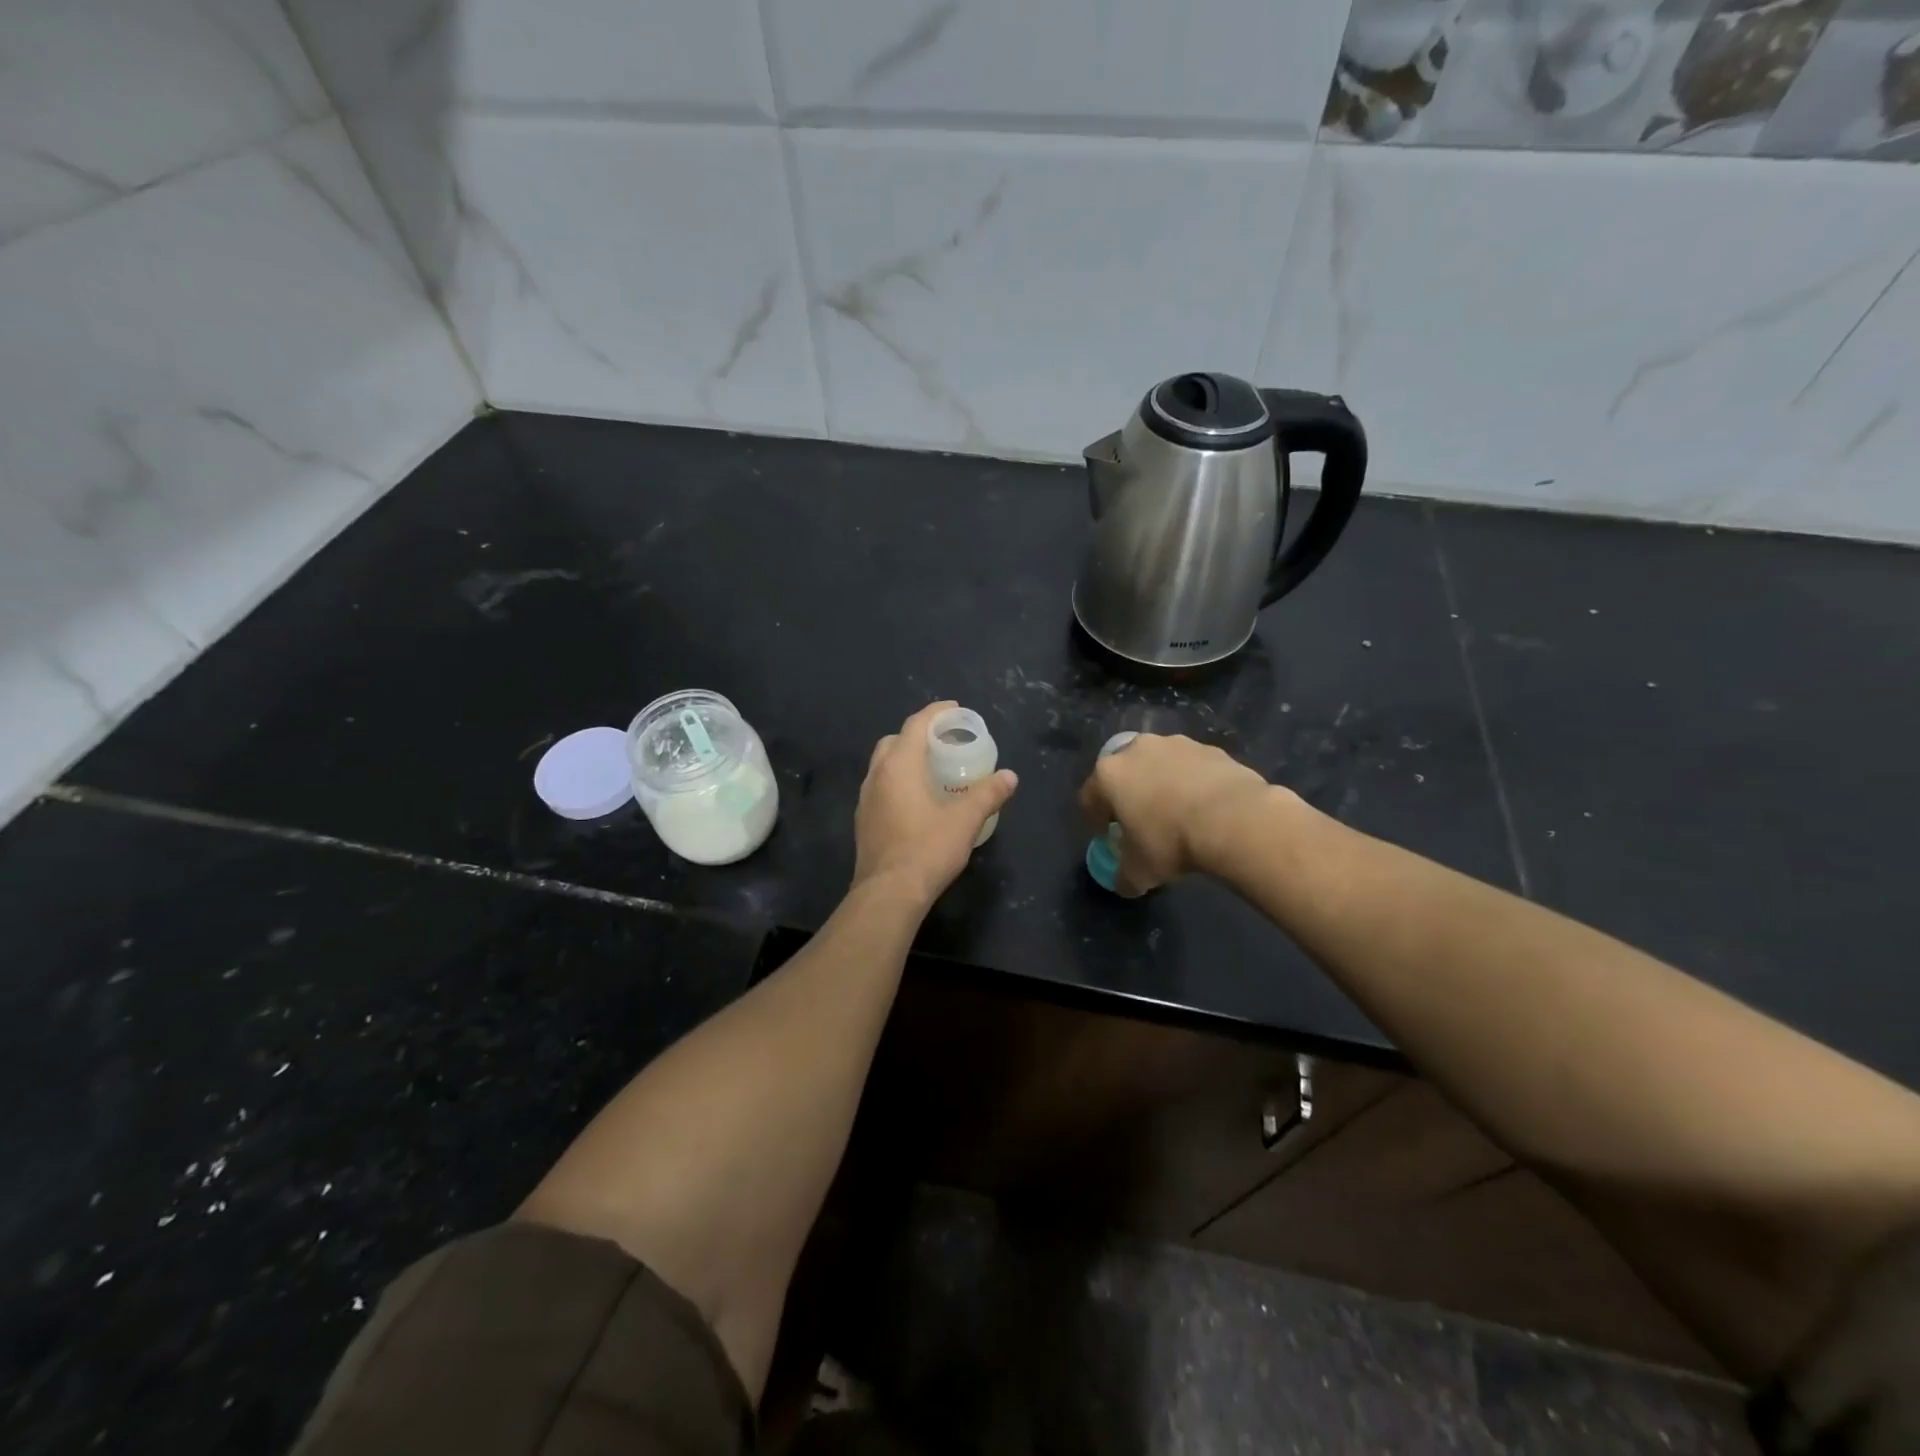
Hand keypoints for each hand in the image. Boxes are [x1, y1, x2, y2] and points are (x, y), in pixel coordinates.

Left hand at [853, 702, 1018, 904]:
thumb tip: (1010, 776)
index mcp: (899, 765)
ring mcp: (866, 799)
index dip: (936, 713)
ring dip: (906, 758)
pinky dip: (898, 781)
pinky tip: (917, 800)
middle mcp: (876, 775)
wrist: (888, 893)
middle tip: (945, 742)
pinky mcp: (863, 821)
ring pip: (884, 765)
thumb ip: (988, 794)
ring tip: (933, 769)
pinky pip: (880, 787)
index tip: (956, 710)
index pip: (916, 724)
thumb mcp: (965, 820)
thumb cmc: (927, 849)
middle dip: (919, 734)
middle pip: (895, 741)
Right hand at [1077, 734, 1278, 895]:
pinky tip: (1205, 808)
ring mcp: (1175, 744)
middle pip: (1124, 773)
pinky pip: (1192, 768)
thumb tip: (1124, 883)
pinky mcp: (1210, 748)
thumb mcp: (1139, 872)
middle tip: (1141, 822)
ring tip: (1177, 814)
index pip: (1089, 797)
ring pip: (1159, 766)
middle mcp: (1137, 750)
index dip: (1096, 820)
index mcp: (1109, 775)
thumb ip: (1124, 876)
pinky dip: (1192, 783)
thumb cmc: (1170, 841)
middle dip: (1129, 795)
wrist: (1234, 819)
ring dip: (1162, 785)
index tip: (1108, 837)